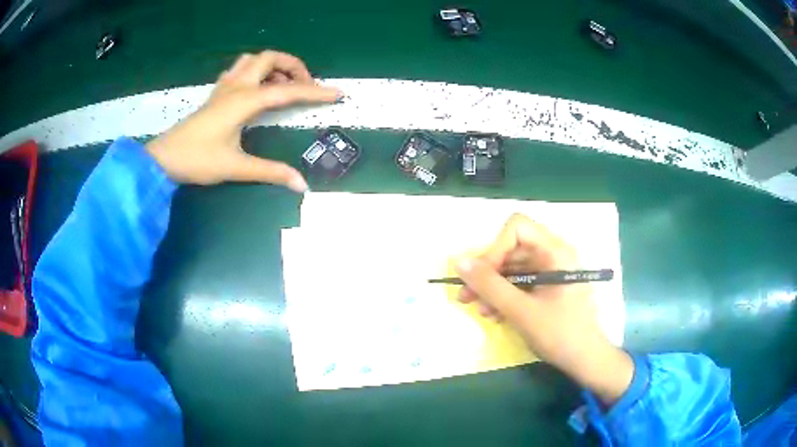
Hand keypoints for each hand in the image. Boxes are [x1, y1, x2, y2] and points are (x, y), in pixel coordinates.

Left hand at [146, 50, 341, 188]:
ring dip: (273, 66)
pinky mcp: (216, 94)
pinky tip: (257, 89)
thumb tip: (301, 185)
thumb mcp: (236, 167)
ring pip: (254, 60)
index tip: (337, 93)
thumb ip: (271, 172)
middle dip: (294, 67)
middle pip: (270, 58)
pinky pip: (240, 70)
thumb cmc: (198, 160)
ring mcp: (224, 87)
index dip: (315, 92)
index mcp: (245, 100)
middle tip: (304, 87)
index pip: (288, 90)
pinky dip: (256, 71)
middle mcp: (237, 86)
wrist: (164, 159)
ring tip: (283, 85)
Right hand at [455, 214, 632, 404]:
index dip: (496, 248)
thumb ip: (490, 285)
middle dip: (488, 273)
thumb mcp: (521, 311)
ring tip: (480, 311)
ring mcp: (551, 273)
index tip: (482, 277)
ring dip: (493, 288)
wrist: (586, 360)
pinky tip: (495, 315)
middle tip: (466, 297)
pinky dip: (505, 297)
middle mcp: (553, 256)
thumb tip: (459, 261)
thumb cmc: (560, 334)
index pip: (518, 228)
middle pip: (512, 250)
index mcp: (555, 251)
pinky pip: (521, 284)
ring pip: (513, 269)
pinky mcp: (548, 289)